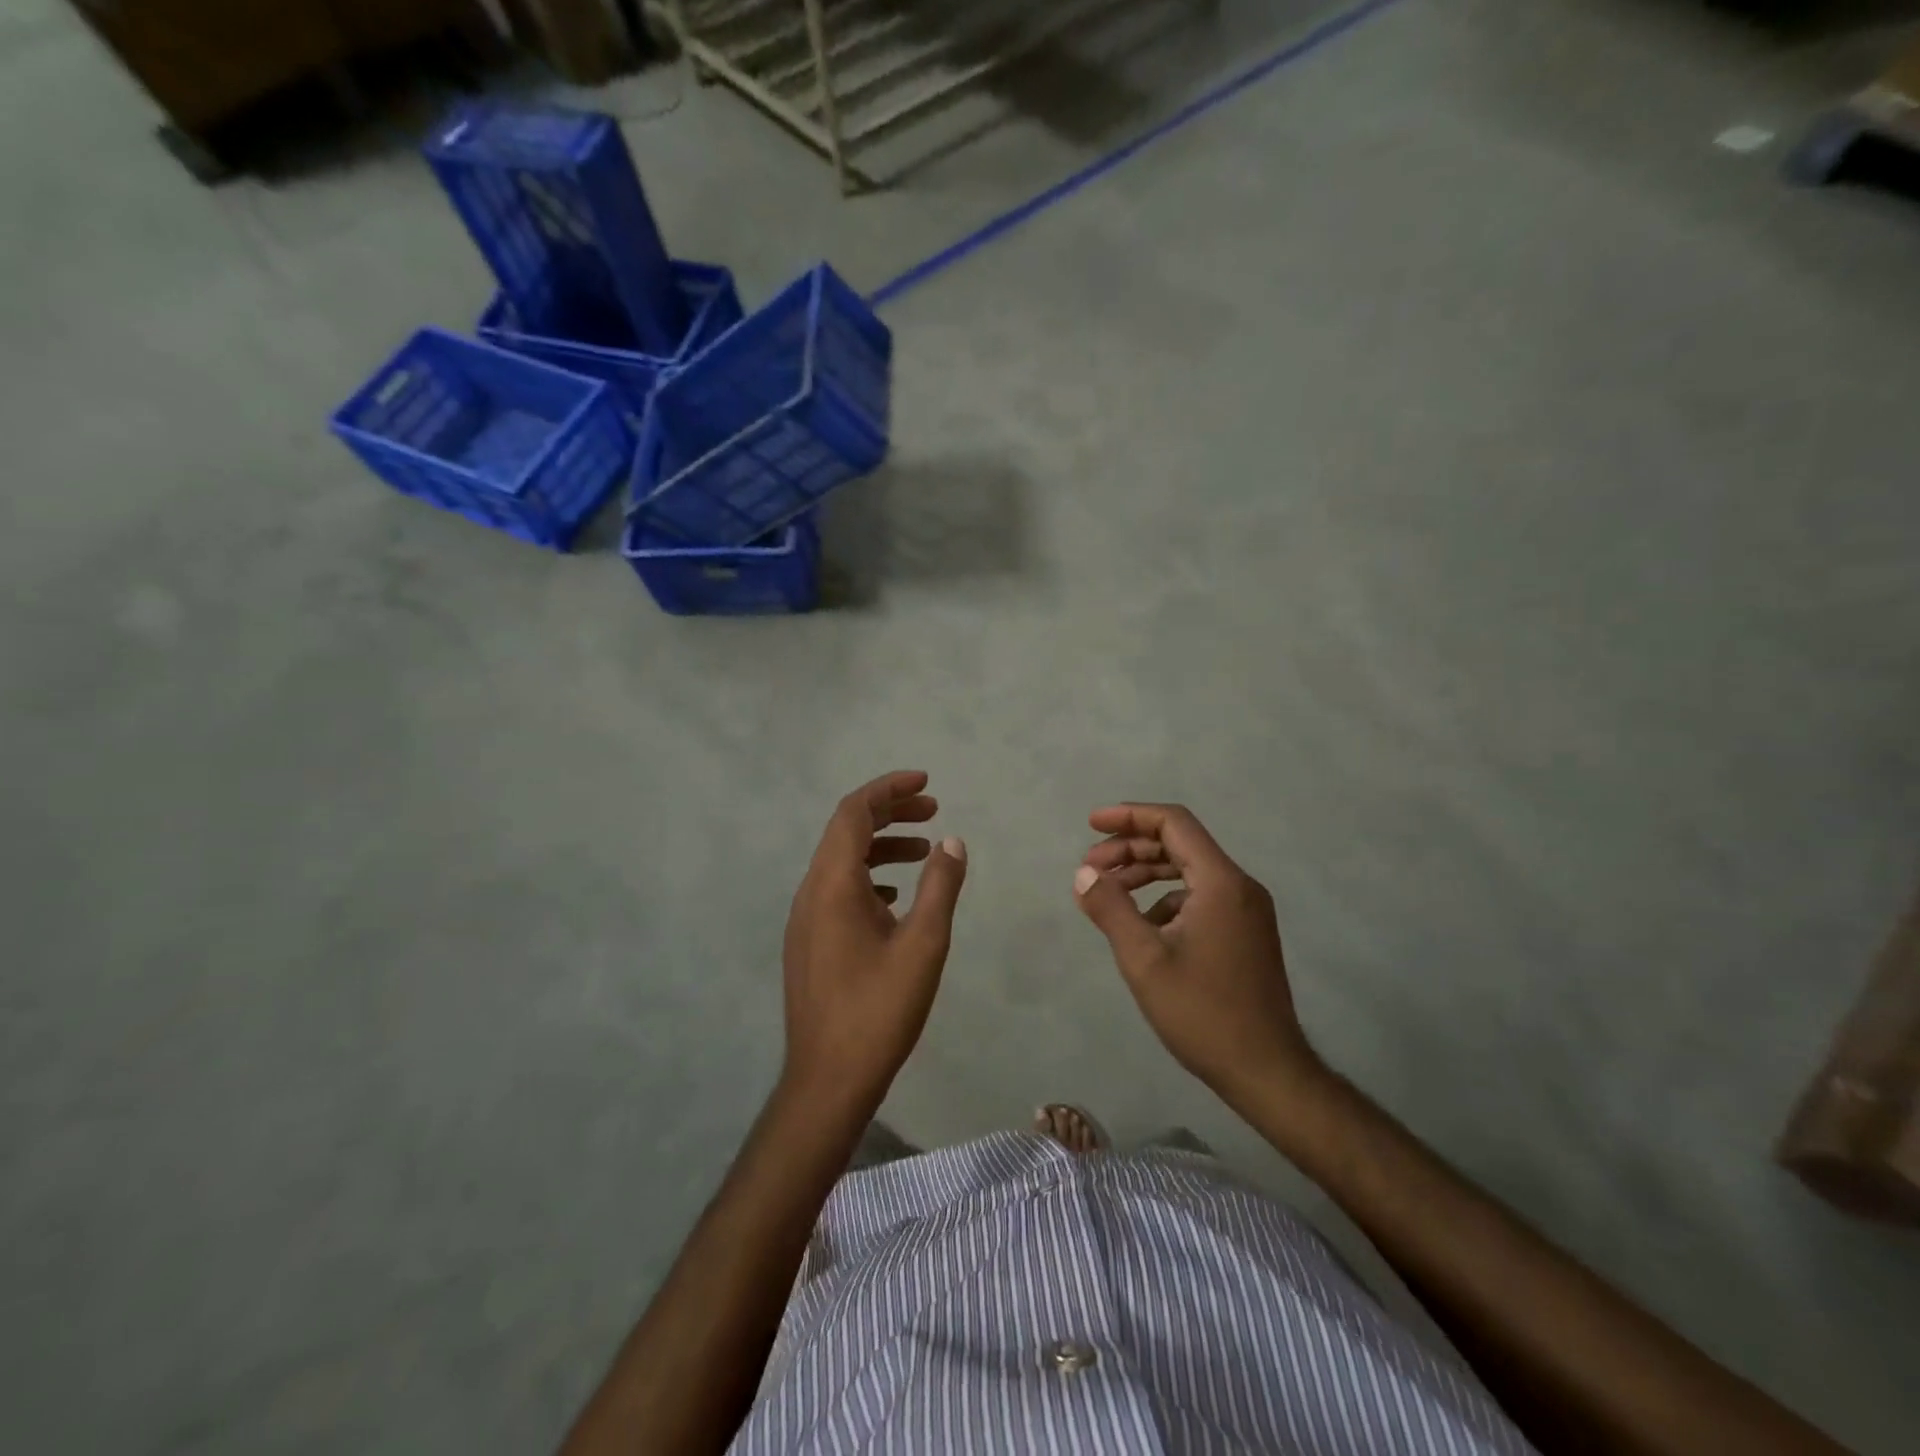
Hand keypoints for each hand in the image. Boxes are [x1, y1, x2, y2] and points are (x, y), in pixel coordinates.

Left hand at [782, 771, 967, 1115]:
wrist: (827, 1079)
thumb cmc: (878, 1010)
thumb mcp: (923, 945)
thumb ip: (939, 887)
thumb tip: (952, 842)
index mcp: (832, 885)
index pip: (854, 813)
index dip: (888, 789)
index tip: (926, 782)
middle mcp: (811, 892)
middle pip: (846, 831)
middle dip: (890, 812)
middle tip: (933, 809)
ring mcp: (806, 919)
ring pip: (842, 862)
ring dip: (882, 846)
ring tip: (925, 849)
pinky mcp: (810, 942)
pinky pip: (838, 890)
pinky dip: (870, 877)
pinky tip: (897, 896)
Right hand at [1074, 803, 1324, 1105]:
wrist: (1266, 1071)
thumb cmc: (1203, 1013)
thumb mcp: (1144, 960)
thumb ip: (1111, 908)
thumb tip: (1083, 874)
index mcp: (1220, 882)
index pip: (1173, 823)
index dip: (1129, 816)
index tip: (1091, 824)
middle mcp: (1239, 886)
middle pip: (1179, 844)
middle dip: (1131, 848)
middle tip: (1090, 867)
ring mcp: (1246, 911)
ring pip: (1188, 871)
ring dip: (1146, 874)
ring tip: (1108, 892)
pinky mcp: (1245, 933)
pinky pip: (1199, 897)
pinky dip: (1165, 899)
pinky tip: (1141, 926)